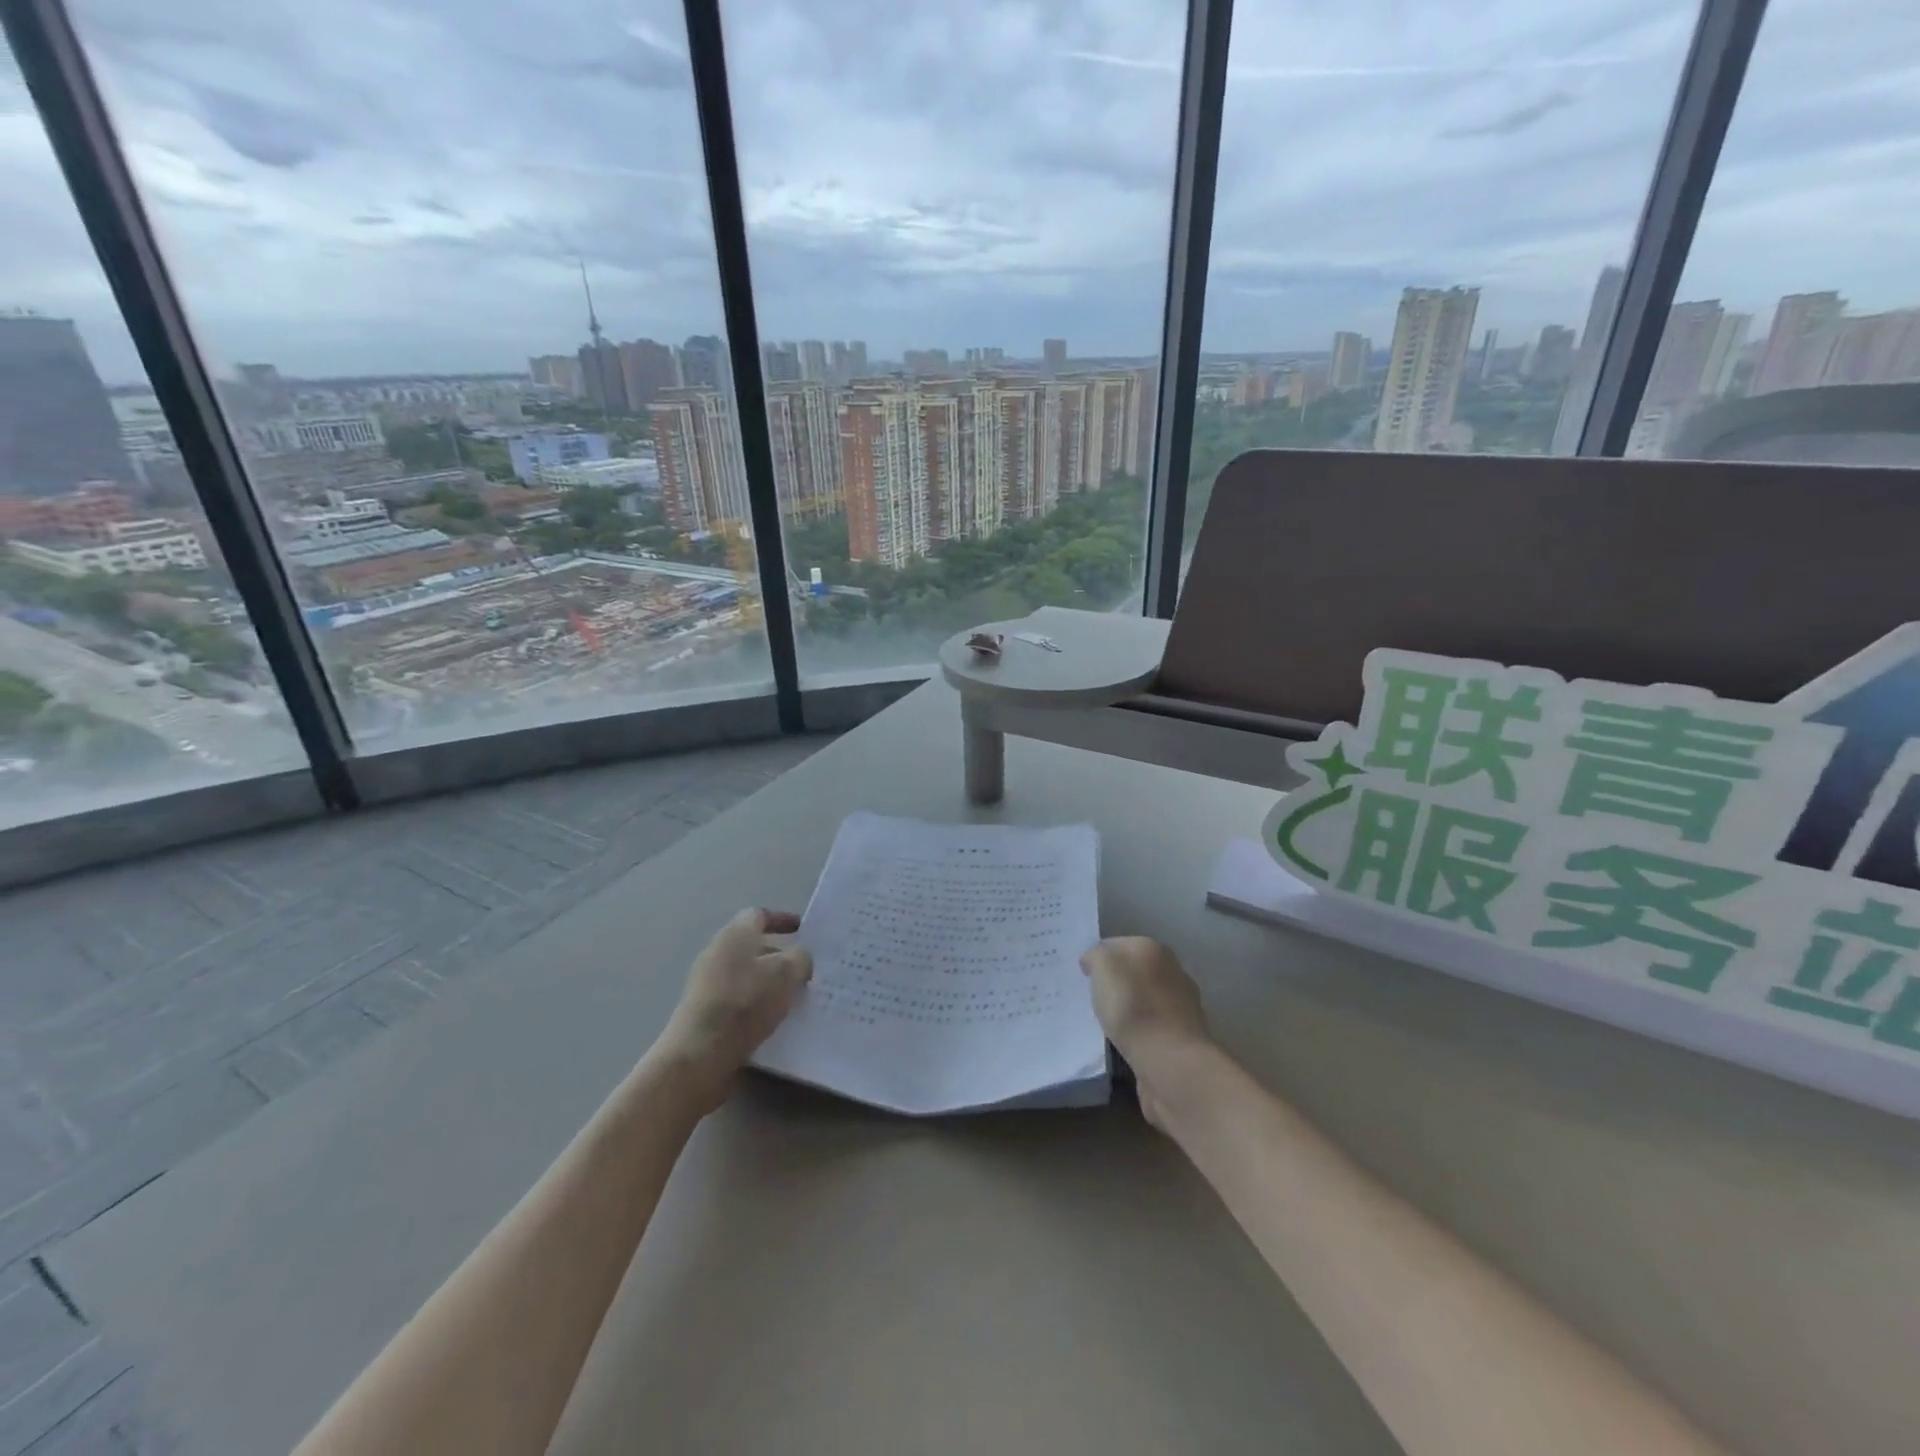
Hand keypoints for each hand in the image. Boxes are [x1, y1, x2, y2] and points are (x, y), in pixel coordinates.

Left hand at [656, 909, 811, 1114]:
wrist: (700, 1053)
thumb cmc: (746, 1002)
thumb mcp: (787, 973)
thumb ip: (800, 958)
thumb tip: (799, 959)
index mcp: (735, 934)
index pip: (759, 915)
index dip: (782, 919)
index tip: (802, 930)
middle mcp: (716, 952)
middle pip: (752, 946)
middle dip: (779, 956)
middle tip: (804, 970)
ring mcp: (706, 983)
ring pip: (746, 975)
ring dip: (769, 983)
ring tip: (794, 999)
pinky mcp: (703, 1012)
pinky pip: (737, 999)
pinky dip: (756, 1004)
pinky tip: (772, 1021)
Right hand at [1080, 936, 1212, 1129]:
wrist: (1170, 1061)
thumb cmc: (1132, 1006)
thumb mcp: (1104, 966)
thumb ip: (1096, 956)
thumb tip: (1094, 960)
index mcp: (1154, 950)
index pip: (1119, 945)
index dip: (1099, 957)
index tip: (1083, 975)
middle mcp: (1173, 972)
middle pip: (1135, 972)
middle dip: (1116, 983)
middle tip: (1091, 998)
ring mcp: (1182, 1007)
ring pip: (1144, 1001)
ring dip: (1129, 1009)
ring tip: (1104, 1023)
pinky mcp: (1181, 1039)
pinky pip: (1151, 1028)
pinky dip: (1138, 1033)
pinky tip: (1123, 1043)